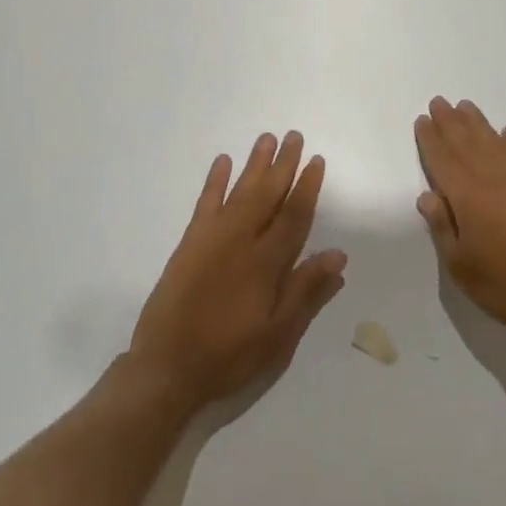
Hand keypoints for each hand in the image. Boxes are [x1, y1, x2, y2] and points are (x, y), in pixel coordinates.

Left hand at [128, 131, 346, 409]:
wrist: (166, 369)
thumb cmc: (228, 356)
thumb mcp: (277, 336)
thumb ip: (306, 292)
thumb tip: (338, 255)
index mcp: (266, 264)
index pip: (293, 216)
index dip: (306, 187)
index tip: (316, 160)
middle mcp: (240, 241)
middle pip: (267, 194)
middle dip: (283, 165)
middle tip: (294, 136)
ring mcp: (212, 239)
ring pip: (239, 191)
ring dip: (254, 164)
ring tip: (267, 139)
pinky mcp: (189, 243)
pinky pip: (205, 203)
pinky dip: (214, 181)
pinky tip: (222, 161)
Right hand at [413, 97, 505, 342]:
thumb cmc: (505, 284)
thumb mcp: (460, 265)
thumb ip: (441, 227)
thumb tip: (427, 195)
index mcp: (466, 196)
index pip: (442, 159)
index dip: (430, 138)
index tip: (422, 120)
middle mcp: (491, 177)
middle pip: (465, 141)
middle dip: (449, 121)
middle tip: (439, 102)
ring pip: (493, 140)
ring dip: (477, 122)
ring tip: (465, 107)